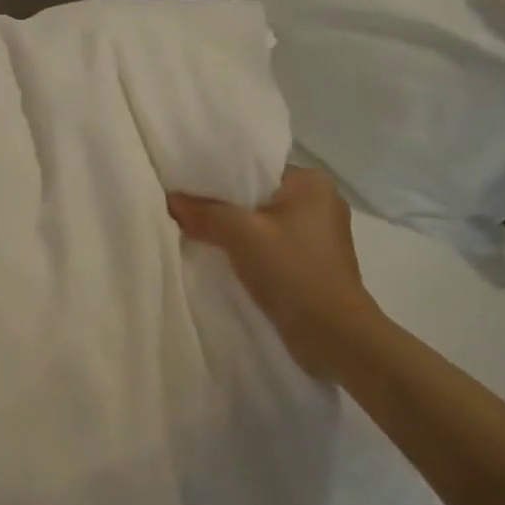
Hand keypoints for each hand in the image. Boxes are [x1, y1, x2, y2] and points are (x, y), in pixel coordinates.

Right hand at [168, 167, 380, 379]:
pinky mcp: (313, 264)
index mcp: (312, 182)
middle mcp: (320, 202)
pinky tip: (223, 261)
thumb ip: (205, 213)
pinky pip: (271, 247)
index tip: (186, 188)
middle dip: (223, 207)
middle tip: (185, 213)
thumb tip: (171, 200)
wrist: (333, 336)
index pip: (255, 168)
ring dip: (235, 233)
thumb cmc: (293, 272)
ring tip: (197, 236)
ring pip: (262, 224)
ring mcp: (319, 236)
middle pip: (257, 197)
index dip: (218, 178)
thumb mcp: (242, 236)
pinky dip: (248, 252)